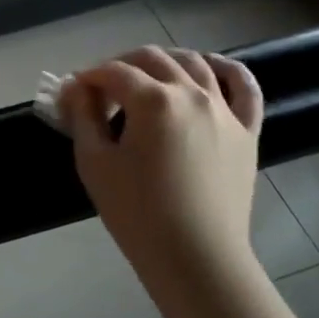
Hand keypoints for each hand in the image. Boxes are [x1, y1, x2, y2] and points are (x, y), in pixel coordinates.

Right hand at [59, 47, 264, 307]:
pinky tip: (210, 68)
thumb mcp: (95, 162)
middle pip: (152, 58)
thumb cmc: (137, 213)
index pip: (112, 72)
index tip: (71, 93)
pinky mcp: (247, 130)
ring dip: (164, 61)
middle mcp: (192, 93)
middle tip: (102, 89)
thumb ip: (83, 116)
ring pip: (195, 62)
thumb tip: (75, 87)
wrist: (197, 258)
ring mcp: (224, 109)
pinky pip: (244, 86)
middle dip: (121, 64)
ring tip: (147, 77)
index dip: (87, 78)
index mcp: (153, 100)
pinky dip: (226, 69)